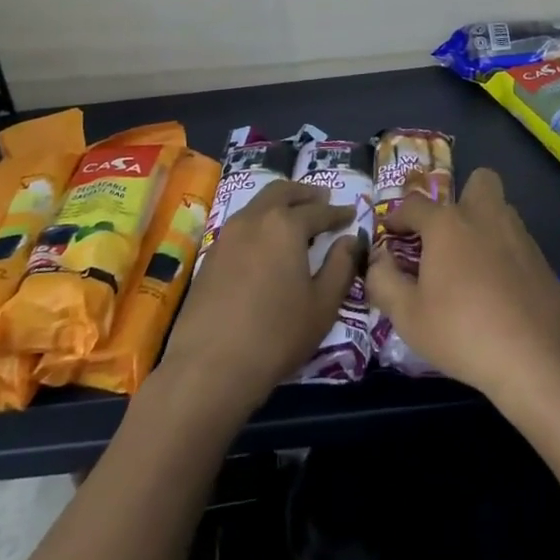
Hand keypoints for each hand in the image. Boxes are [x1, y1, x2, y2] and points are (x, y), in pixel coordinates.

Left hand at [159, 180, 359, 417]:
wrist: (209, 366)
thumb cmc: (276, 334)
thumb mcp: (323, 304)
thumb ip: (341, 266)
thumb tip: (351, 240)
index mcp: (285, 225)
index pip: (318, 210)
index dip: (337, 212)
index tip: (350, 213)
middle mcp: (254, 219)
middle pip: (282, 192)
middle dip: (305, 194)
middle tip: (322, 199)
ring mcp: (227, 235)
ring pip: (258, 204)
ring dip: (280, 203)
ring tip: (294, 217)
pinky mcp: (210, 256)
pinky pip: (241, 225)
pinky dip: (260, 222)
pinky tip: (266, 243)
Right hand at [365, 167, 559, 410]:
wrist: (540, 359)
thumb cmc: (463, 332)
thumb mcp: (408, 316)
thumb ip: (384, 281)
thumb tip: (378, 260)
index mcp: (447, 223)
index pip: (414, 204)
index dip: (397, 216)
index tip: (390, 233)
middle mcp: (485, 217)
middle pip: (479, 180)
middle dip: (462, 196)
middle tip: (446, 233)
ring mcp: (519, 236)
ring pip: (501, 210)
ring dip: (484, 224)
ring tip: (469, 264)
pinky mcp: (543, 261)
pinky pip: (517, 242)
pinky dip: (504, 254)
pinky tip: (497, 290)